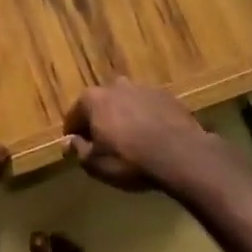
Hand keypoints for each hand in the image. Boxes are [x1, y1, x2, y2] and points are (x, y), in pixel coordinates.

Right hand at [63, 79, 212, 192]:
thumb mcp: (95, 164)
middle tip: (105, 143)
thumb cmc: (129, 160)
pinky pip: (150, 108)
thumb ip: (79, 150)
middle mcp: (116, 86)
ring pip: (127, 103)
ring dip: (125, 117)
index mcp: (93, 99)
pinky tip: (154, 137)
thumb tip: (70, 142)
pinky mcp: (168, 97)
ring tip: (132, 140)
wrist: (181, 155)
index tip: (78, 147)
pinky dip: (148, 118)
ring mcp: (144, 89)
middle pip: (101, 104)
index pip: (74, 115)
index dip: (74, 133)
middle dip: (101, 120)